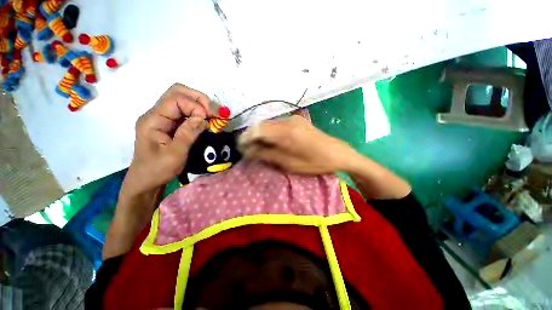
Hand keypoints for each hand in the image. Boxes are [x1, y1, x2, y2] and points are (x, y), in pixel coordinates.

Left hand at [124, 83, 211, 194]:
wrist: (146, 181)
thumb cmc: (158, 170)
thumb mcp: (175, 154)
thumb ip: (188, 133)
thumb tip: (203, 117)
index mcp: (153, 120)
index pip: (175, 99)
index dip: (196, 105)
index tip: (211, 118)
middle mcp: (157, 114)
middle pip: (178, 92)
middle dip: (200, 99)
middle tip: (215, 112)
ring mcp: (164, 118)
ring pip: (183, 100)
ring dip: (201, 105)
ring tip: (215, 116)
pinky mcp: (171, 124)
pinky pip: (186, 112)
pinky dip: (199, 113)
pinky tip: (207, 121)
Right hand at [238, 115, 356, 173]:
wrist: (338, 153)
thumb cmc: (314, 162)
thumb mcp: (288, 163)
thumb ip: (267, 154)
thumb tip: (248, 150)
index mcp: (286, 131)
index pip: (257, 129)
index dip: (246, 138)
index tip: (241, 148)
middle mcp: (288, 120)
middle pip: (262, 125)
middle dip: (253, 136)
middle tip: (249, 149)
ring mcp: (293, 119)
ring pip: (270, 125)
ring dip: (262, 135)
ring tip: (259, 147)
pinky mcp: (298, 121)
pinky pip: (278, 125)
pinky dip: (271, 133)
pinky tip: (272, 142)